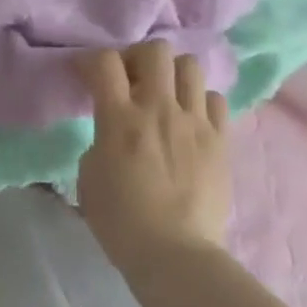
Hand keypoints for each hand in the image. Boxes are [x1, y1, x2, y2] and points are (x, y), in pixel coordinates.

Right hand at [78, 45, 230, 274]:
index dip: (91, 60)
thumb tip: (113, 132)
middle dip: (137, 57)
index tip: (86, 76)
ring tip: (163, 95)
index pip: (105, 61)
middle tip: (130, 80)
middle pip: (155, 51)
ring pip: (190, 66)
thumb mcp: (88, 175)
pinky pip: (215, 99)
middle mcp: (159, 109)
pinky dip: (199, 102)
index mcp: (120, 117)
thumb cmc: (121, 220)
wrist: (175, 255)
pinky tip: (189, 120)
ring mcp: (194, 123)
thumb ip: (100, 140)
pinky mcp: (220, 141)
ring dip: (172, 74)